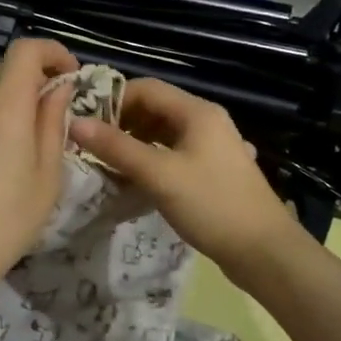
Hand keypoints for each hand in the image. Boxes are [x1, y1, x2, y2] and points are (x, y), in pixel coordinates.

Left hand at [0, 39, 78, 296]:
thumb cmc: (6, 220)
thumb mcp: (47, 176)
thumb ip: (54, 123)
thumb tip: (59, 88)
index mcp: (4, 107)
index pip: (26, 50)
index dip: (53, 52)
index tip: (72, 77)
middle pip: (9, 75)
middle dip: (38, 87)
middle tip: (59, 125)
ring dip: (16, 110)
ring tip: (30, 154)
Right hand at [70, 78, 299, 277]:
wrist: (265, 252)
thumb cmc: (211, 205)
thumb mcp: (159, 175)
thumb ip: (116, 148)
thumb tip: (75, 123)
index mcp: (197, 111)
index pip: (146, 88)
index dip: (113, 100)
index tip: (86, 123)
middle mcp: (206, 120)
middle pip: (155, 108)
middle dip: (121, 123)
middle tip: (93, 146)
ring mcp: (212, 146)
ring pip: (163, 133)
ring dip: (135, 143)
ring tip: (108, 164)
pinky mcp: (213, 170)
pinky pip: (174, 153)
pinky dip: (152, 159)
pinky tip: (136, 180)